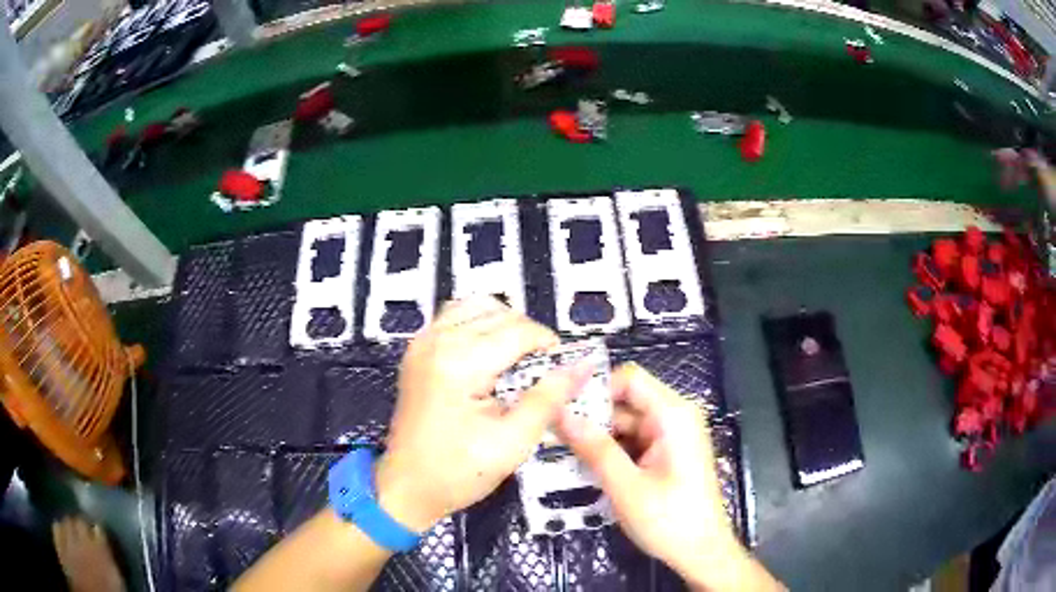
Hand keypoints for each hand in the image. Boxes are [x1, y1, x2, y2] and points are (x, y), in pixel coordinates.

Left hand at [375, 297, 590, 531]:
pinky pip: (456, 316)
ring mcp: (423, 341)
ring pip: (477, 306)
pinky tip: (489, 357)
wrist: (406, 487)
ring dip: (505, 326)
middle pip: (500, 313)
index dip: (549, 347)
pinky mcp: (418, 350)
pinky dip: (480, 326)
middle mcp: (438, 339)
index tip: (562, 373)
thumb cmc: (457, 472)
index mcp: (459, 362)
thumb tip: (582, 366)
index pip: (519, 330)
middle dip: (529, 337)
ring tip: (518, 362)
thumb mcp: (512, 442)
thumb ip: (548, 399)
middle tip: (542, 374)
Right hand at [557, 364, 781, 590]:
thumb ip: (595, 449)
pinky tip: (585, 465)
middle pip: (626, 401)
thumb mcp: (626, 487)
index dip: (595, 388)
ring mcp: (672, 436)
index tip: (561, 407)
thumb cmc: (669, 520)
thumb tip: (561, 414)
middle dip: (591, 417)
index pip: (629, 379)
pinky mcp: (667, 453)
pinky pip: (633, 441)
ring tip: (561, 451)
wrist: (702, 552)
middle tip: (552, 434)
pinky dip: (611, 451)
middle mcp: (675, 417)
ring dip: (597, 437)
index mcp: (673, 416)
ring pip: (626, 423)